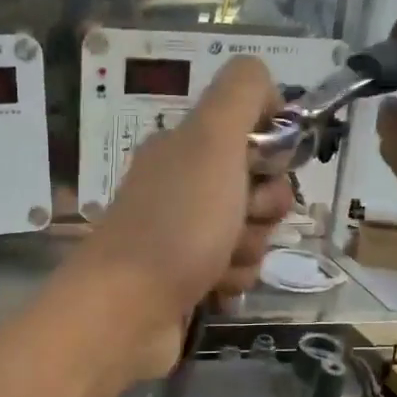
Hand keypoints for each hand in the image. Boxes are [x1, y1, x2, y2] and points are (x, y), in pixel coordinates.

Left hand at [70, 56, 293, 371]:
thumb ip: (241, 93)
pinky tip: (211, 290)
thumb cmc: (176, 222)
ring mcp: (182, 235)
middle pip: (258, 187)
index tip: (266, 166)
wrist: (126, 310)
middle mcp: (182, 186)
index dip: (270, 150)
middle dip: (264, 208)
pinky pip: (235, 272)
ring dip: (248, 250)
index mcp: (184, 147)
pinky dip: (231, 281)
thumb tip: (265, 87)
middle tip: (241, 220)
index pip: (252, 132)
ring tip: (217, 263)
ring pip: (252, 233)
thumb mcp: (212, 139)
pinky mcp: (187, 279)